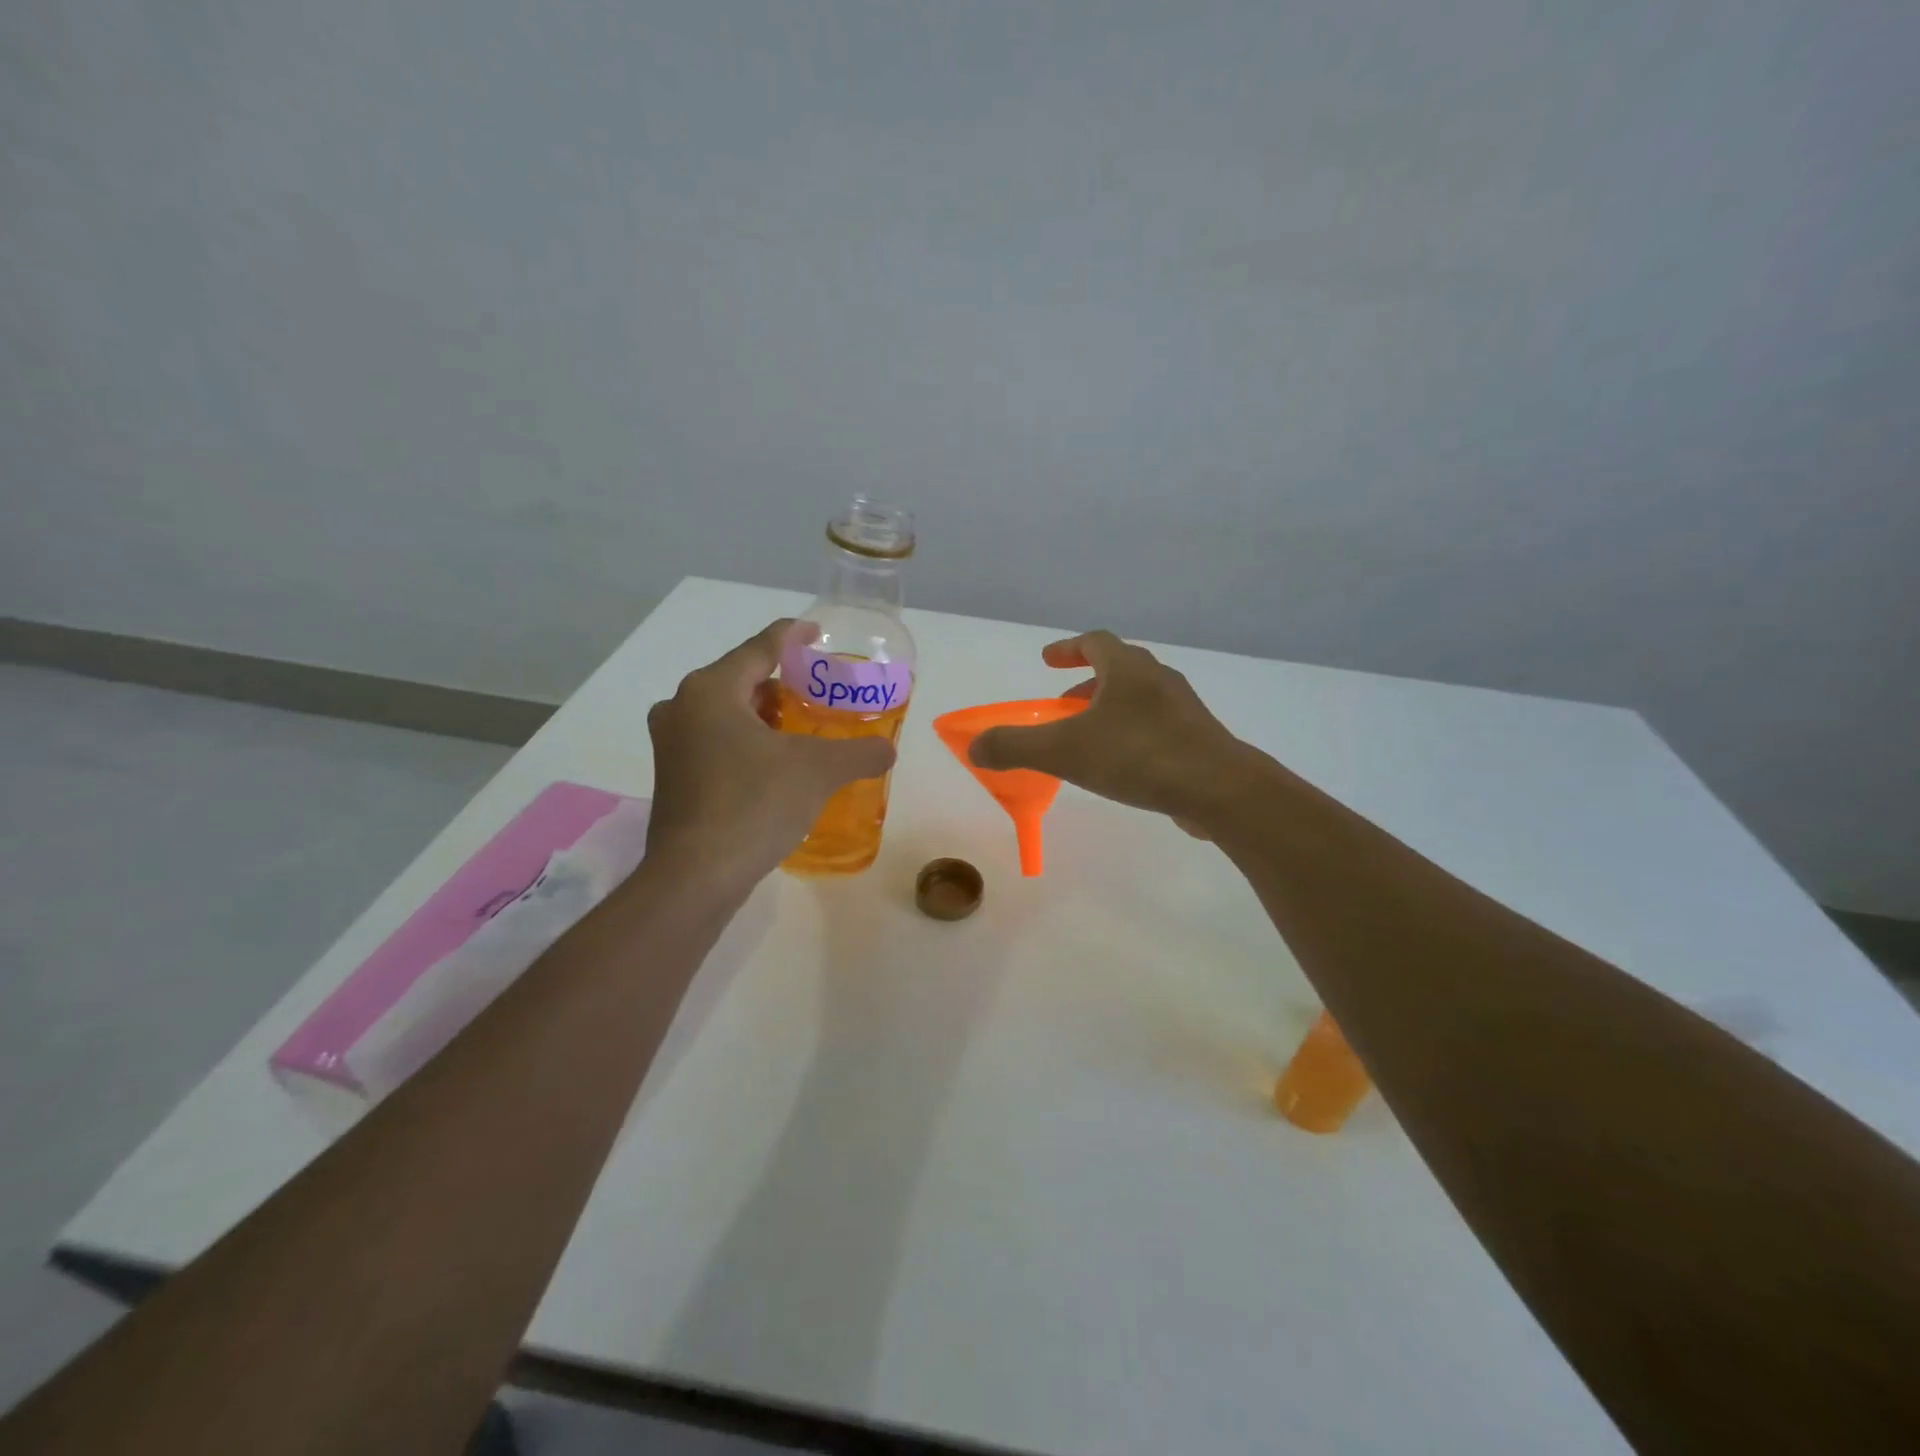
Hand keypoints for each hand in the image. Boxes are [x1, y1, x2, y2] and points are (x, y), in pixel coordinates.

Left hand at [646, 620, 895, 887]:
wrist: (696, 876)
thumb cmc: (754, 805)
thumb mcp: (819, 772)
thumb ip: (859, 753)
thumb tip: (887, 749)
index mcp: (712, 690)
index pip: (760, 647)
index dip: (792, 636)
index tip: (816, 633)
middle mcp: (681, 707)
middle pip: (740, 679)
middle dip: (780, 683)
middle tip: (818, 693)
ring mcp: (671, 744)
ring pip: (725, 713)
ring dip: (762, 715)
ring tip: (800, 728)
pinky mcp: (671, 777)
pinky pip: (714, 742)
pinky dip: (745, 741)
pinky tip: (773, 764)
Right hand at [969, 630, 1266, 829]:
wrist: (1218, 789)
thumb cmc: (1138, 757)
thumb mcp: (1065, 751)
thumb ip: (1016, 746)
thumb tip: (975, 746)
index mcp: (1127, 670)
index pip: (1094, 642)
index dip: (1067, 648)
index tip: (1046, 660)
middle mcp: (1158, 680)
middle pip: (1118, 668)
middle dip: (1086, 682)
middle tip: (1063, 703)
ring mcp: (1183, 709)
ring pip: (1139, 697)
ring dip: (1110, 708)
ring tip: (1090, 738)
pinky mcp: (1198, 739)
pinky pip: (1157, 725)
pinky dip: (1132, 732)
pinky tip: (1124, 765)